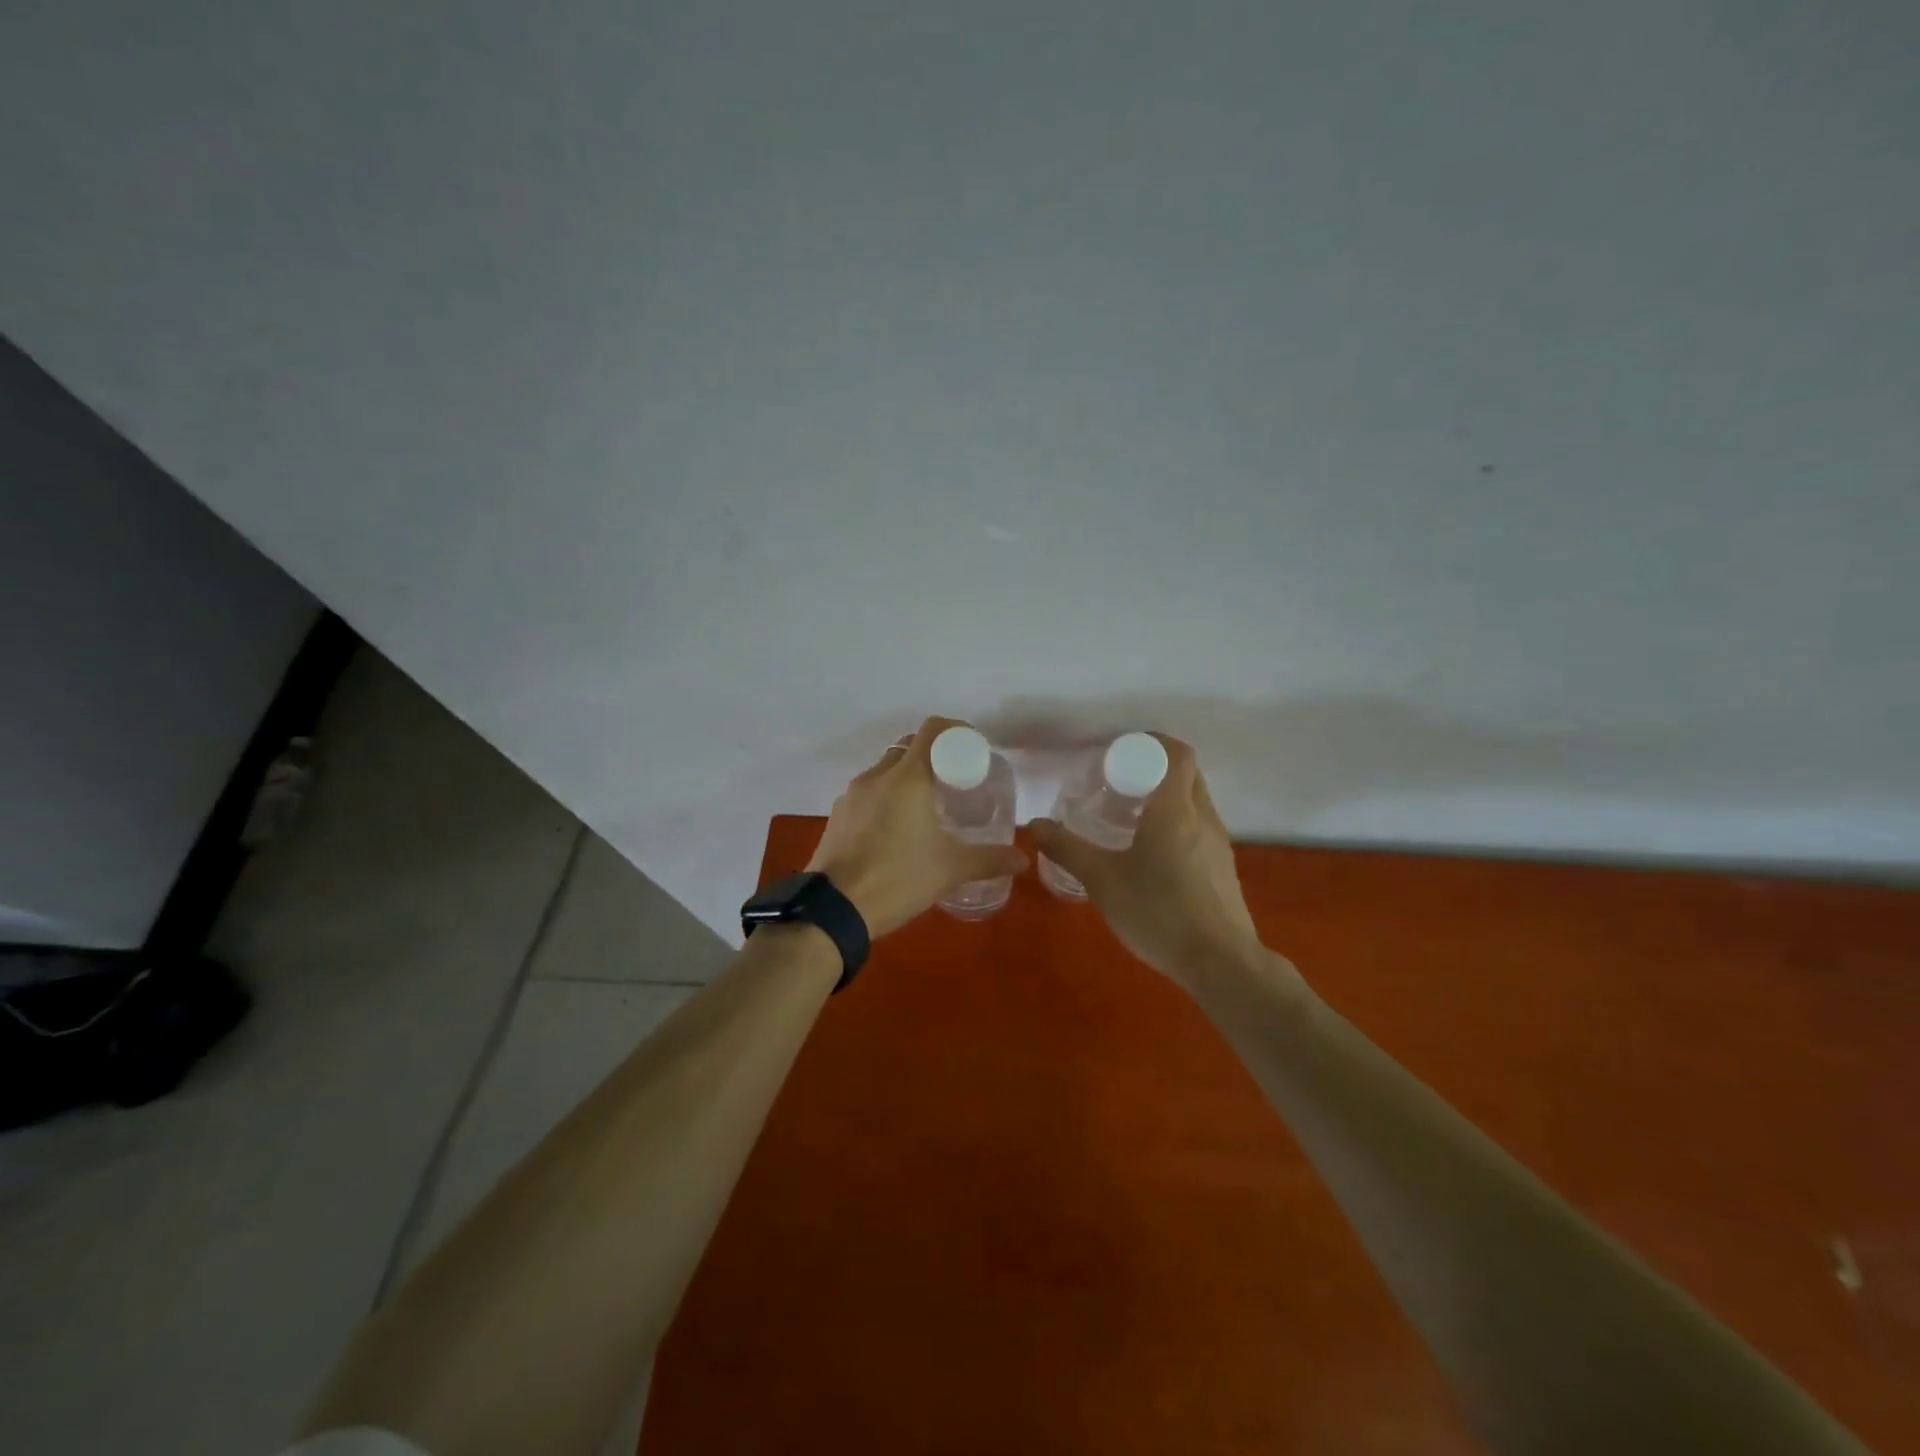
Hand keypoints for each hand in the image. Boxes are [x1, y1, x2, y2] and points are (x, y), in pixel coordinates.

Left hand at [808, 716, 1028, 938]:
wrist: (832, 911)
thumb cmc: (897, 879)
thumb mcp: (949, 869)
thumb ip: (988, 860)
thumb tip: (1022, 859)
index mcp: (907, 778)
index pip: (933, 731)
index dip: (956, 732)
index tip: (972, 749)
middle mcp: (877, 776)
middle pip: (908, 748)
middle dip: (933, 756)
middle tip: (954, 781)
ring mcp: (852, 795)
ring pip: (886, 770)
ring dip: (907, 778)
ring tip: (927, 807)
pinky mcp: (838, 815)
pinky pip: (868, 793)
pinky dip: (886, 797)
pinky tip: (896, 829)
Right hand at [1031, 736, 1262, 992]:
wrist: (1220, 963)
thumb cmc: (1159, 912)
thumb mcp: (1102, 881)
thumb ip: (1067, 849)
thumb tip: (1034, 825)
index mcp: (1175, 809)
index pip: (1177, 753)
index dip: (1153, 742)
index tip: (1123, 751)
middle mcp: (1203, 817)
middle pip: (1187, 773)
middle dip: (1156, 767)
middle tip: (1119, 780)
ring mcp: (1219, 843)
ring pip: (1195, 801)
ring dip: (1168, 796)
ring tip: (1131, 816)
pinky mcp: (1223, 868)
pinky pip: (1200, 827)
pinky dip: (1178, 823)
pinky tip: (1152, 854)